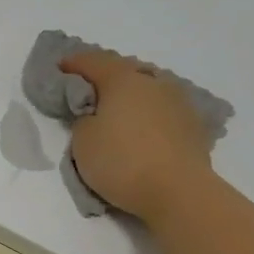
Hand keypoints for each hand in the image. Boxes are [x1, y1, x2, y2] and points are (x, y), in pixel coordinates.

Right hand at [60, 50, 214, 223]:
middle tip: (88, 89)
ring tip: (118, 108)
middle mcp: (153, 82)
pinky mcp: (194, 124)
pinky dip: (149, 111)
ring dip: (131, 93)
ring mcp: (179, 102)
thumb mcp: (82, 140)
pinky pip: (163, 108)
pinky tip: (143, 125)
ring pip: (148, 87)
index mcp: (123, 80)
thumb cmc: (122, 161)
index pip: (92, 61)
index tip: (59, 67)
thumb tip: (96, 114)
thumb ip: (83, 118)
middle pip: (124, 69)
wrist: (179, 192)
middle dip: (104, 76)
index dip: (72, 63)